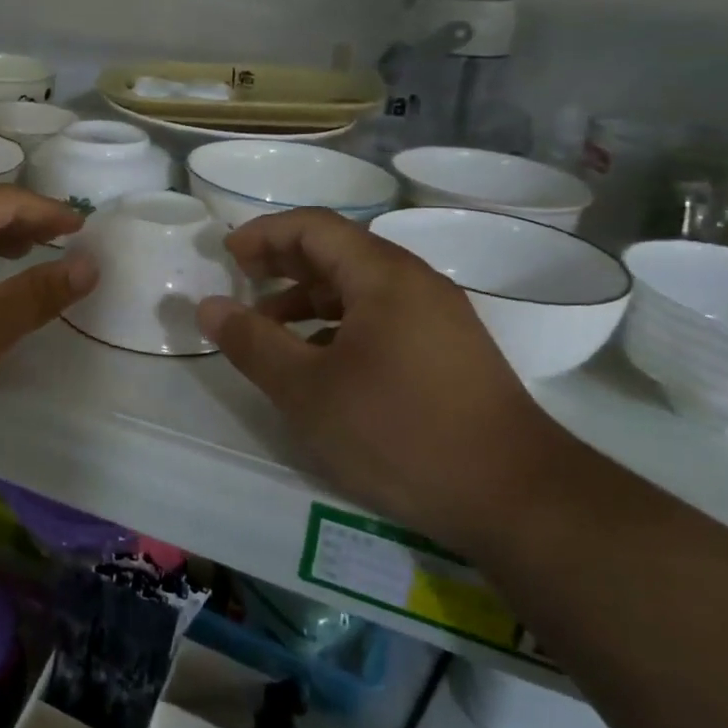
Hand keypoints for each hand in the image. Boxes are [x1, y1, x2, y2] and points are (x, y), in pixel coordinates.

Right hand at [195, 208, 569, 554]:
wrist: (518, 500)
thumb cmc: (400, 433)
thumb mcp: (307, 391)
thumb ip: (252, 343)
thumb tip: (209, 306)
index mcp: (383, 276)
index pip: (314, 227)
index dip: (264, 234)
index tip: (226, 255)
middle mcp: (415, 283)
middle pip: (339, 250)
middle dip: (284, 261)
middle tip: (242, 279)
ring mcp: (439, 318)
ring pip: (360, 287)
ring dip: (309, 297)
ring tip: (270, 328)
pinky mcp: (449, 352)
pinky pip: (382, 316)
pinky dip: (338, 324)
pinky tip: (319, 361)